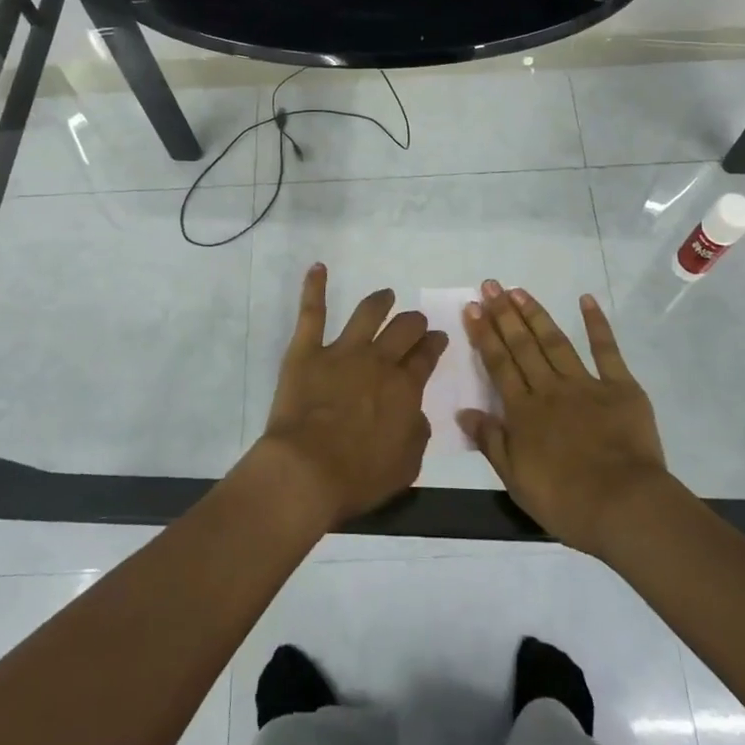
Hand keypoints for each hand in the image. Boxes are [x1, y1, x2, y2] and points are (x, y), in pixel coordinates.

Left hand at [258, 263, 447, 526]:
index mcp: (405, 387)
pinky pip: (312, 313)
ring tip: (385, 295)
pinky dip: (315, 287)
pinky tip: (318, 267)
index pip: (426, 357)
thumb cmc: (358, 477)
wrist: (306, 471)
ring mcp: (342, 351)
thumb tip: (416, 412)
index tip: (438, 338)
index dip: (434, 344)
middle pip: (403, 330)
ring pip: (366, 314)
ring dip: (379, 301)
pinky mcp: (307, 351)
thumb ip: (417, 433)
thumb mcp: (406, 465)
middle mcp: (378, 361)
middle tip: (416, 321)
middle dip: (414, 322)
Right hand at [459, 281, 670, 559]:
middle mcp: (549, 389)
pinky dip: (597, 324)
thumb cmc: (566, 501)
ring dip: (535, 314)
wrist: (624, 506)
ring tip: (519, 290)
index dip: (484, 334)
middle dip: (504, 313)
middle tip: (491, 285)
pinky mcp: (620, 387)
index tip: (473, 306)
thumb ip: (490, 442)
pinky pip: (606, 350)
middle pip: (522, 345)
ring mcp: (585, 384)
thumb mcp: (516, 480)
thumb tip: (463, 411)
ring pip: (555, 341)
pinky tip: (586, 300)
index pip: (498, 364)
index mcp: (523, 411)